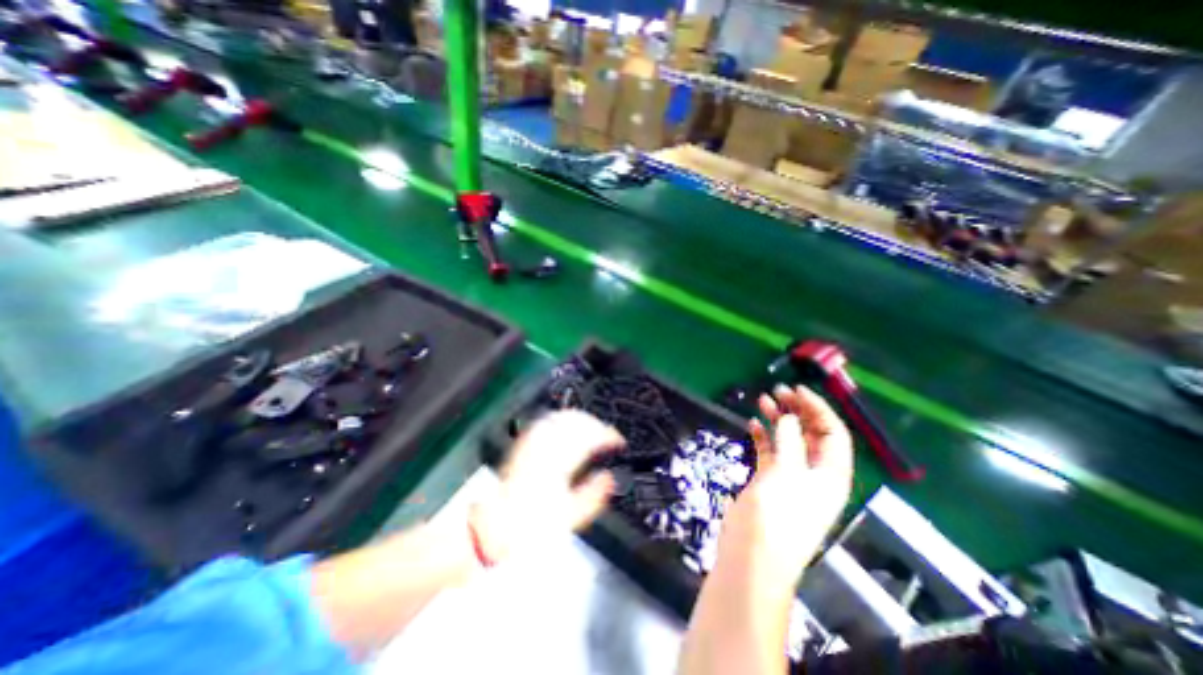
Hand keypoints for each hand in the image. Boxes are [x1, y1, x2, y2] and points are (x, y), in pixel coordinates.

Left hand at [467, 412, 618, 562]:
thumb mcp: (569, 517)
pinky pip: (547, 421)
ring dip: (582, 419)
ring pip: (562, 417)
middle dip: (597, 424)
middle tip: (608, 434)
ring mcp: (533, 443)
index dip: (608, 435)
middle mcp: (546, 449)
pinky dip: (563, 418)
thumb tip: (609, 477)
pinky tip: (568, 423)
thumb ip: (594, 495)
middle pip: (576, 422)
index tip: (618, 441)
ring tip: (593, 426)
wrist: (497, 525)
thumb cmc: (533, 525)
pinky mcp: (525, 442)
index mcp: (559, 466)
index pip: (589, 438)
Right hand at [712, 388, 854, 588]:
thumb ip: (789, 441)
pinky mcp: (769, 480)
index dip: (818, 408)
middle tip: (777, 390)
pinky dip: (763, 435)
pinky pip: (769, 451)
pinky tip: (752, 423)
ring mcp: (790, 476)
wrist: (752, 554)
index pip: (833, 433)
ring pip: (789, 440)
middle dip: (797, 409)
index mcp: (830, 473)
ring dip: (778, 419)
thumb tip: (788, 417)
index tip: (797, 389)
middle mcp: (814, 473)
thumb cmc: (777, 515)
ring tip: (763, 399)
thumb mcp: (787, 473)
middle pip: (811, 434)